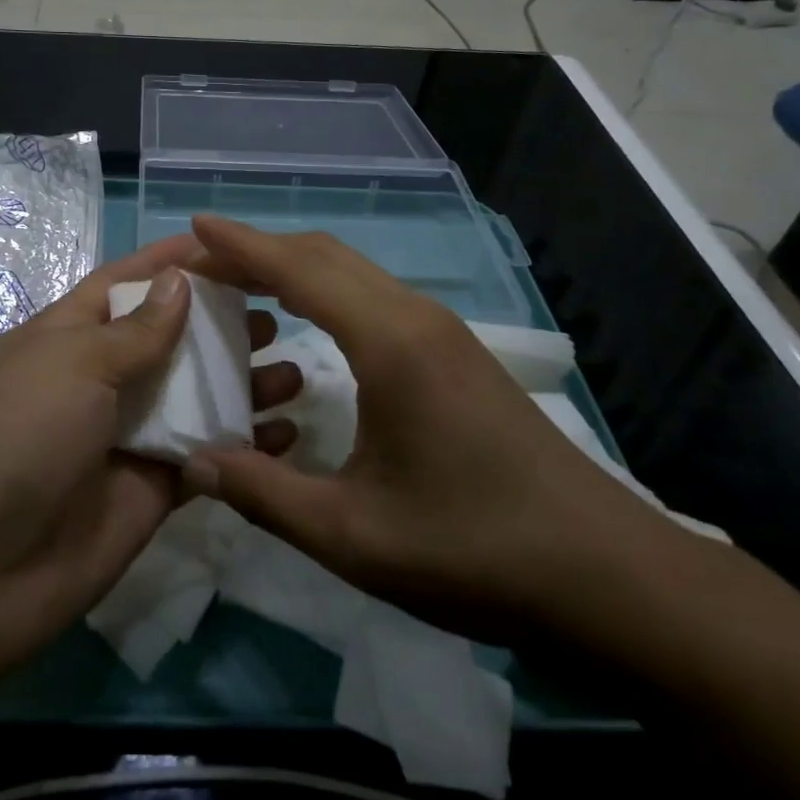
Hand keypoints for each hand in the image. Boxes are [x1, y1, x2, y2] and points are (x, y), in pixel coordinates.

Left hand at [0, 234, 302, 687]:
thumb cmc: (15, 437)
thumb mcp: (71, 365)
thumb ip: (134, 331)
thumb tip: (179, 281)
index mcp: (65, 338)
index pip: (123, 285)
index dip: (169, 264)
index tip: (227, 248)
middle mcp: (97, 382)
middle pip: (168, 341)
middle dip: (218, 325)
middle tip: (275, 317)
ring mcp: (124, 438)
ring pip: (194, 399)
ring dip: (241, 384)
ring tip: (293, 371)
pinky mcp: (150, 491)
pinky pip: (204, 458)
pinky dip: (243, 446)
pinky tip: (288, 435)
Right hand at [181, 216, 680, 642]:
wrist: (605, 574)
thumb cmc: (475, 550)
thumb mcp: (353, 535)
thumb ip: (265, 494)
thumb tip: (193, 461)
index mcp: (389, 343)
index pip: (300, 269)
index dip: (241, 244)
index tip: (194, 224)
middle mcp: (415, 318)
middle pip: (326, 256)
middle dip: (261, 249)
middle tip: (204, 263)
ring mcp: (442, 332)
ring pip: (353, 273)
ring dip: (294, 268)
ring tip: (242, 287)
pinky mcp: (455, 353)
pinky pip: (375, 297)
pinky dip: (325, 292)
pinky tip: (306, 326)